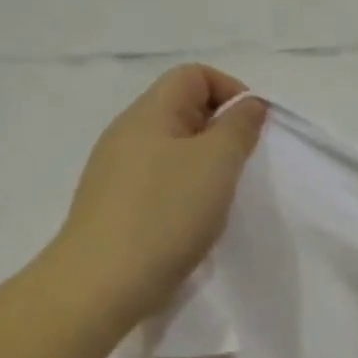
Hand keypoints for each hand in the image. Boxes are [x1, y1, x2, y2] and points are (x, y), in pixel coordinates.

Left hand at [54, 64, 266, 326]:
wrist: (103, 282)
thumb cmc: (165, 214)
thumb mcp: (216, 163)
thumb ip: (238, 127)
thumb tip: (249, 104)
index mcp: (149, 113)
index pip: (194, 75)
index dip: (231, 90)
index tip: (254, 129)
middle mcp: (127, 134)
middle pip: (182, 110)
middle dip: (221, 130)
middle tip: (243, 166)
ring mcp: (116, 172)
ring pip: (172, 149)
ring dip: (205, 165)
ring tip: (220, 197)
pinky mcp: (116, 207)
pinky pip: (160, 182)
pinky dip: (185, 192)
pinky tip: (192, 221)